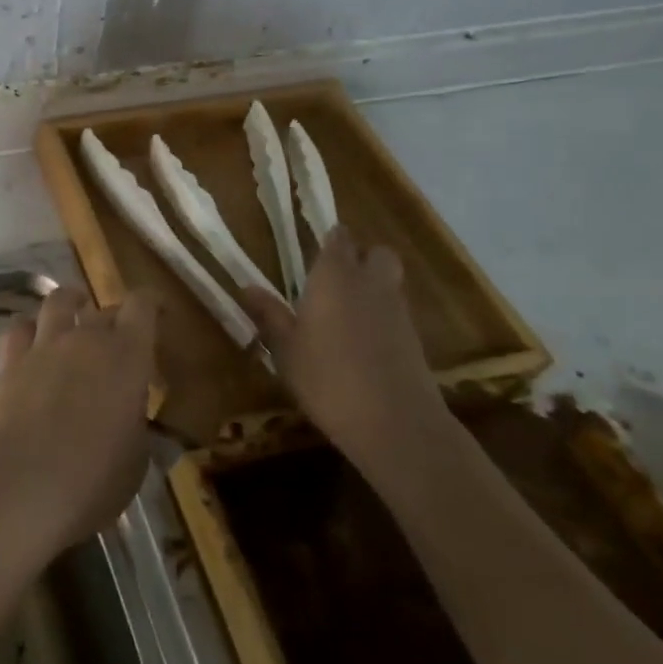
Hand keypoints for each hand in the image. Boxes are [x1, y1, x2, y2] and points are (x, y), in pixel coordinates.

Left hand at [0, 286, 157, 550]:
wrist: (24, 482)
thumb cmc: (95, 478)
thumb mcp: (138, 461)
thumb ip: (143, 433)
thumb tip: (150, 431)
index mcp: (128, 356)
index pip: (143, 307)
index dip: (150, 303)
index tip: (157, 311)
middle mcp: (86, 338)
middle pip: (104, 309)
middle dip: (114, 318)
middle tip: (119, 338)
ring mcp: (45, 345)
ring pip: (57, 302)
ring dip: (69, 303)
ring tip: (73, 309)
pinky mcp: (11, 360)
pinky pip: (18, 327)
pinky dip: (28, 328)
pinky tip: (31, 339)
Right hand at [240, 227, 450, 481]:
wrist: (396, 425)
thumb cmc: (327, 378)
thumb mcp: (286, 349)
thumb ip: (269, 314)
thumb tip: (247, 286)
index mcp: (335, 277)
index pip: (339, 239)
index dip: (330, 240)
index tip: (314, 249)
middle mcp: (370, 284)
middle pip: (377, 253)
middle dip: (361, 258)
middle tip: (334, 278)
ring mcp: (398, 312)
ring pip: (390, 283)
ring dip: (373, 288)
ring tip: (343, 312)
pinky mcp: (415, 341)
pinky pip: (397, 313)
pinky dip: (382, 318)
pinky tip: (361, 343)